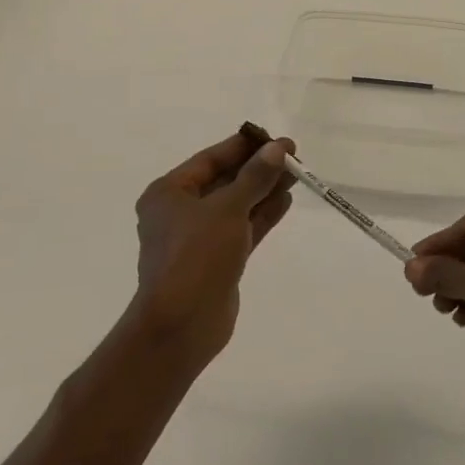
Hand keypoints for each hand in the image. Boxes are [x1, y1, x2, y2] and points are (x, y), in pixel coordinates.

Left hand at [129, 131, 295, 364]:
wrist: (182, 325)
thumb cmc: (196, 255)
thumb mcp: (228, 209)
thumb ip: (255, 177)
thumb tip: (278, 149)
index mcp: (168, 193)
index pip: (210, 159)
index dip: (244, 147)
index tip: (274, 138)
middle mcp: (180, 212)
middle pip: (224, 181)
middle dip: (257, 169)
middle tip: (292, 156)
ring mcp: (198, 239)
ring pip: (236, 206)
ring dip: (263, 191)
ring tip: (296, 175)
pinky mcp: (217, 261)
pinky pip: (242, 229)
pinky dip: (261, 215)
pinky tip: (285, 201)